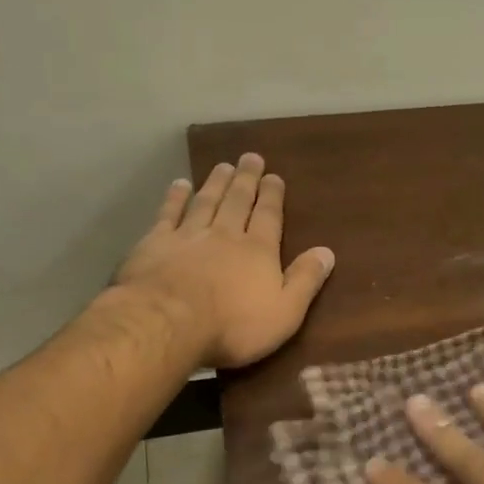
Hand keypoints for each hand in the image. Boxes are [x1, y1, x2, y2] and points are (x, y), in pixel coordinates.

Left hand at [116, 153, 334, 368]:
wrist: (169, 323)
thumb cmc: (233, 326)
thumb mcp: (285, 312)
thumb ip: (305, 281)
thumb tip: (327, 252)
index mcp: (258, 251)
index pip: (268, 216)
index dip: (272, 196)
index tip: (274, 176)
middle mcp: (225, 234)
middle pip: (238, 201)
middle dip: (246, 179)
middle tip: (251, 158)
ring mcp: (188, 236)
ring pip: (206, 202)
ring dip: (215, 183)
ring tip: (223, 166)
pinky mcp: (156, 243)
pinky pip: (168, 213)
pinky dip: (175, 197)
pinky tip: (179, 184)